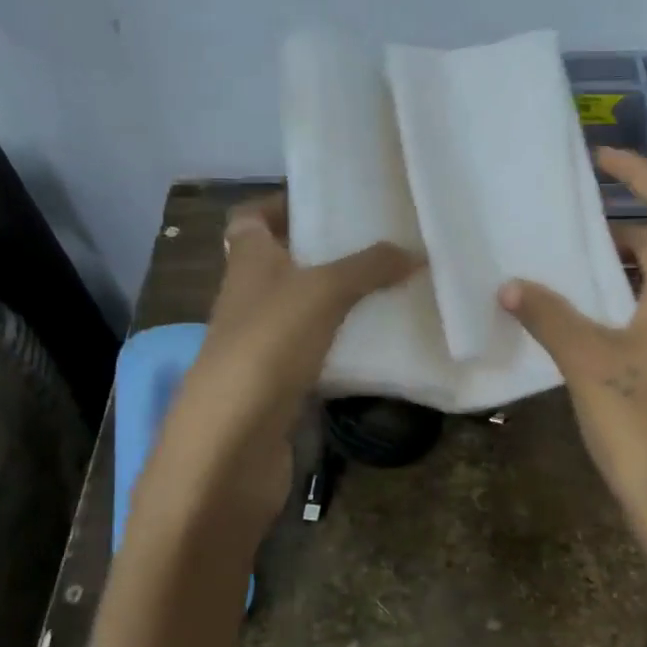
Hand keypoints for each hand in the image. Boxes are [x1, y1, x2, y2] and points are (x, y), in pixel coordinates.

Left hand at [140, 194, 418, 533]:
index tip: (327, 202)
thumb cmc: (268, 346)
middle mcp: (249, 298)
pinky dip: (343, 345)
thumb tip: (414, 251)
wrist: (232, 443)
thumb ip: (368, 267)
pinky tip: (380, 344)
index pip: (251, 218)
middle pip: (283, 263)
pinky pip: (316, 352)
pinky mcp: (278, 384)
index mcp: (247, 262)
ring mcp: (261, 344)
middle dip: (327, 253)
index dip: (282, 204)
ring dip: (340, 301)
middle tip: (379, 245)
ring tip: (392, 289)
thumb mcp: (323, 292)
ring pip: (304, 310)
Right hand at [500, 149, 646, 582]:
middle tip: (574, 227)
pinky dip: (637, 305)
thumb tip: (511, 285)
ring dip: (629, 270)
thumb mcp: (588, 366)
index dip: (641, 171)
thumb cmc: (643, 428)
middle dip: (624, 226)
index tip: (600, 159)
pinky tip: (601, 331)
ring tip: (578, 274)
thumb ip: (549, 317)